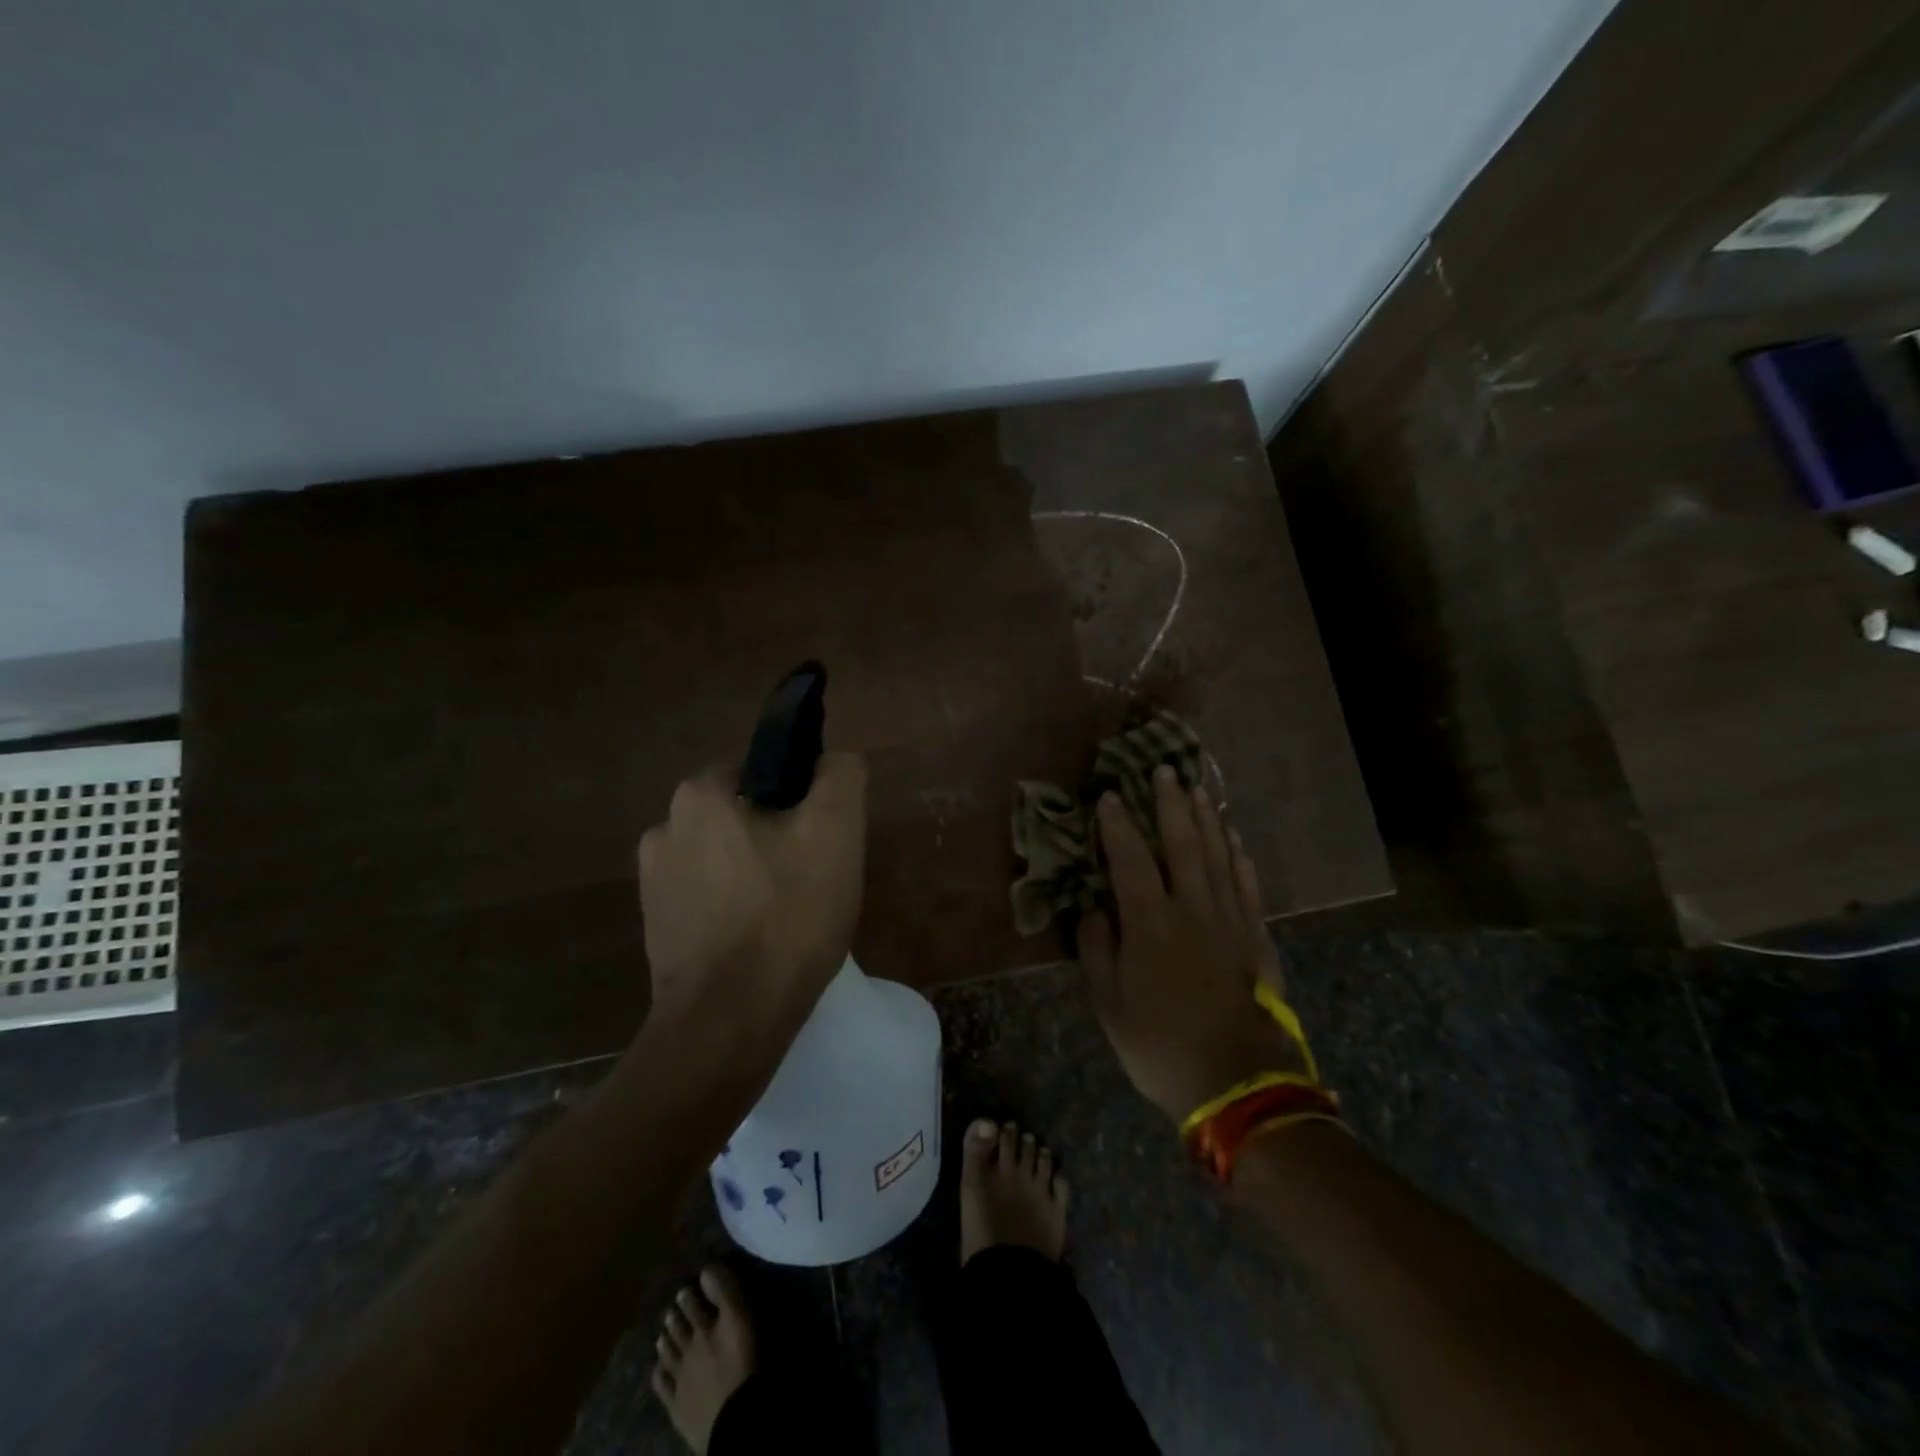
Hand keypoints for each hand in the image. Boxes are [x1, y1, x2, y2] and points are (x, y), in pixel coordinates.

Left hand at [638, 753, 866, 1035]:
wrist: (731, 1020)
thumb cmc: (788, 915)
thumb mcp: (836, 830)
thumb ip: (840, 776)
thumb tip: (832, 761)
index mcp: (698, 796)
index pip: (765, 774)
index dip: (802, 803)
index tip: (823, 842)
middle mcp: (663, 831)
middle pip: (745, 819)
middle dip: (780, 842)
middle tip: (815, 881)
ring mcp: (654, 886)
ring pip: (728, 861)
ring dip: (757, 877)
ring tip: (791, 918)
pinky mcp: (657, 931)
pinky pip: (711, 902)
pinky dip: (736, 912)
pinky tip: (761, 943)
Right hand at [1077, 765, 1308, 1123]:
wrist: (1238, 1083)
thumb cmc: (1160, 1044)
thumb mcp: (1110, 1004)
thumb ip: (1097, 950)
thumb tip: (1094, 909)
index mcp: (1151, 922)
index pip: (1130, 859)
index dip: (1118, 825)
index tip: (1109, 795)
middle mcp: (1192, 909)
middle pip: (1182, 843)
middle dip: (1171, 804)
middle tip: (1165, 770)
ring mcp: (1230, 921)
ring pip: (1219, 856)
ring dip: (1208, 820)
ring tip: (1199, 791)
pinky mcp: (1257, 938)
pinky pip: (1248, 886)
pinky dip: (1239, 858)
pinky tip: (1235, 840)